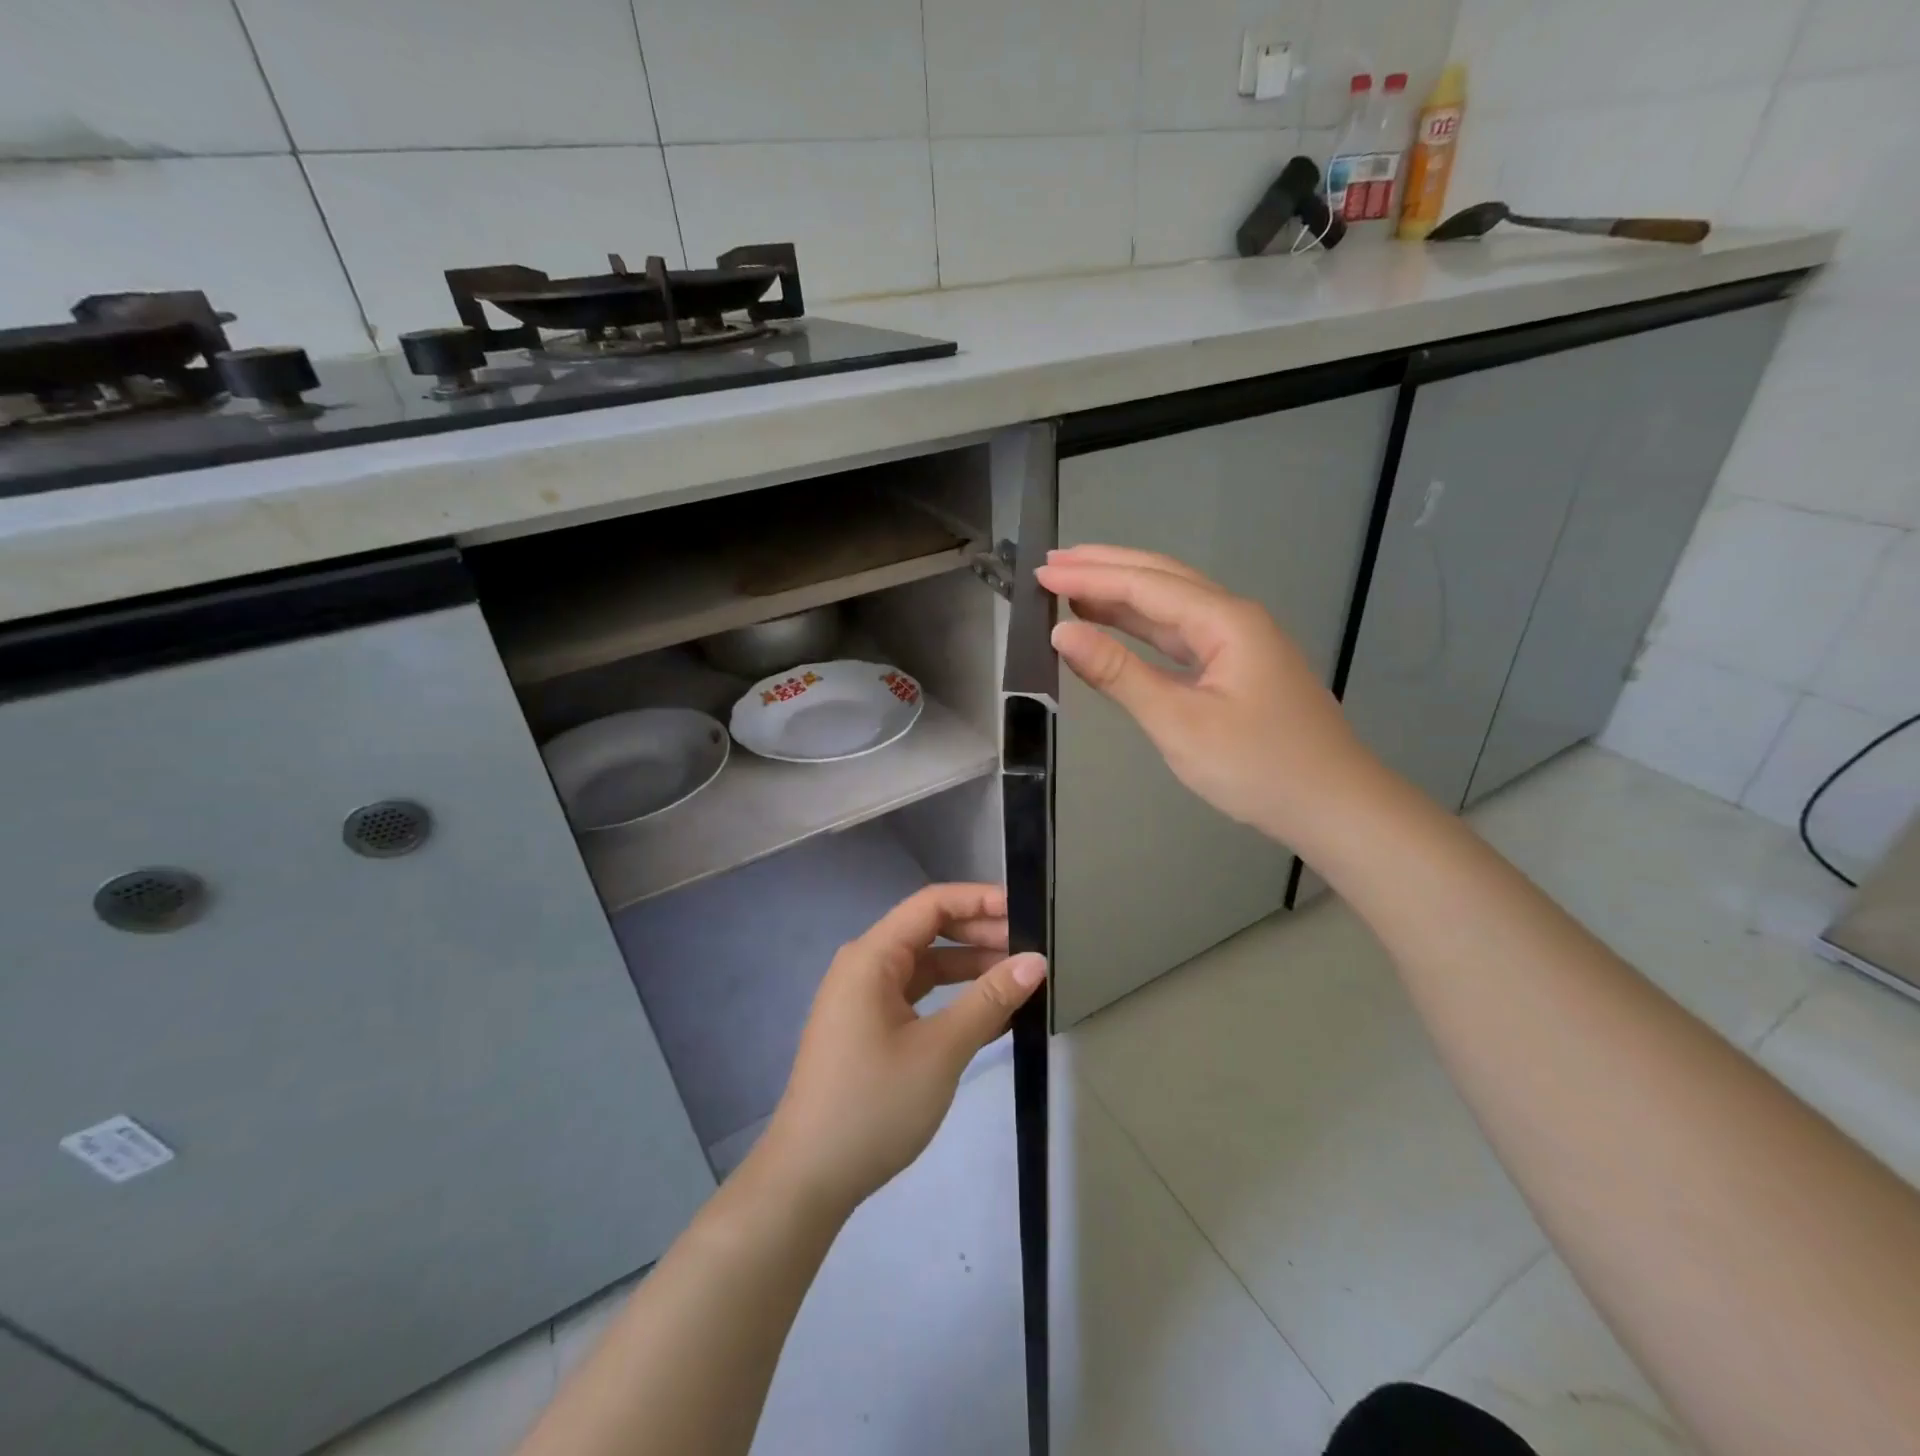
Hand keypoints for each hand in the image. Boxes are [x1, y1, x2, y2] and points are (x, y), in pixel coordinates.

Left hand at [754, 884, 1045, 1215]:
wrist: (809, 1178)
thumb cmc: (874, 1104)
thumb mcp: (941, 1050)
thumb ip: (989, 1000)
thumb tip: (1035, 961)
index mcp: (872, 956)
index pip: (932, 904)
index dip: (979, 899)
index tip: (1025, 911)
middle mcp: (865, 966)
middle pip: (929, 931)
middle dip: (980, 934)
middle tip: (1030, 948)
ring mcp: (864, 998)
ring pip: (926, 965)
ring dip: (970, 968)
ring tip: (1020, 978)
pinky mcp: (869, 1028)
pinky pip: (917, 997)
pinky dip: (952, 999)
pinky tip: (992, 1014)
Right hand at [1034, 544, 1371, 846]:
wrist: (1334, 807)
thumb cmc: (1258, 767)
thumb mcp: (1180, 723)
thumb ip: (1120, 674)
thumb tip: (1063, 634)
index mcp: (1225, 621)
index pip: (1145, 585)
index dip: (1090, 576)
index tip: (1041, 572)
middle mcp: (1234, 618)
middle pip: (1161, 578)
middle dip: (1105, 568)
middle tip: (1050, 565)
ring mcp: (1239, 642)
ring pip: (1171, 604)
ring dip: (1121, 593)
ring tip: (1071, 587)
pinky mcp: (1237, 667)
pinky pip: (1180, 633)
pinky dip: (1142, 625)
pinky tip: (1116, 625)